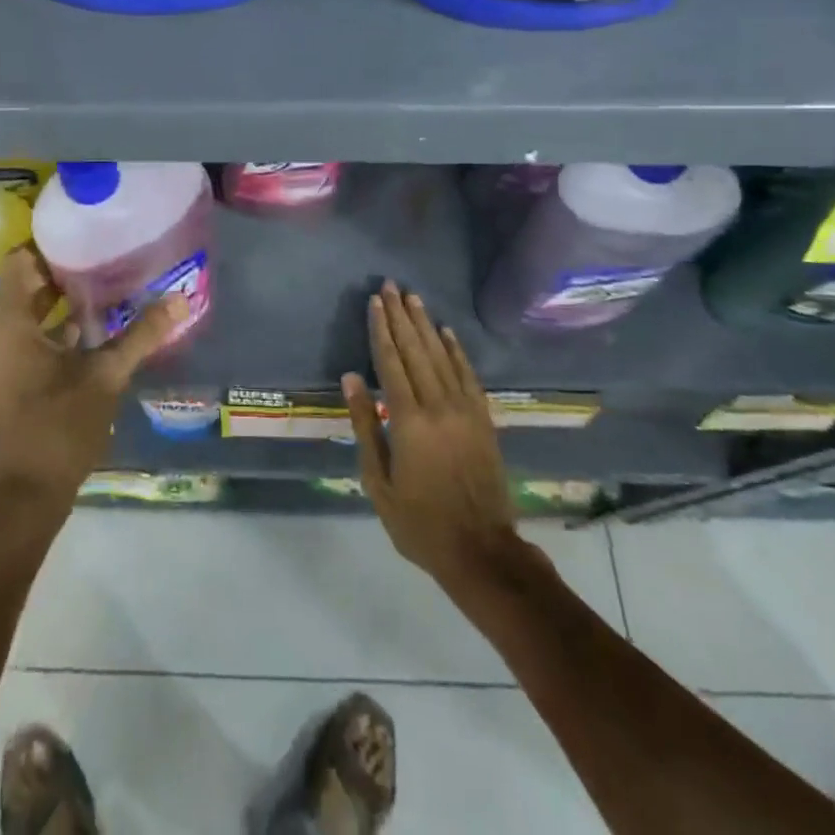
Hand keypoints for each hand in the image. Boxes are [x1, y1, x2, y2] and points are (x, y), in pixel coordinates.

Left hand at [0, 246, 188, 510]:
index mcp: (10, 324)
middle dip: (61, 268)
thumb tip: (181, 300)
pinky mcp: (10, 377)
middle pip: (24, 283)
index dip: (48, 242)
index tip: (84, 232)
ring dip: (60, 297)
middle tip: (103, 252)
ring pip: (28, 311)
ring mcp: (1, 358)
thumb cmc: (60, 426)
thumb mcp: (106, 375)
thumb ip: (141, 334)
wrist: (27, 493)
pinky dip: (55, 325)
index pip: (19, 260)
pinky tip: (94, 325)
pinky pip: (30, 335)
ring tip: (104, 281)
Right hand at [344, 282, 518, 586]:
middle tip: (391, 285)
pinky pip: (468, 375)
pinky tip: (447, 332)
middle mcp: (438, 406)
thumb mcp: (378, 481)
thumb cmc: (419, 521)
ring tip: (414, 298)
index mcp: (408, 421)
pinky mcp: (483, 419)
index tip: (375, 301)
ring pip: (442, 356)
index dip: (381, 329)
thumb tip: (351, 378)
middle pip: (416, 351)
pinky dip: (457, 351)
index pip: (391, 362)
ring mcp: (465, 411)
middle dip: (401, 316)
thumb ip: (365, 425)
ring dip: (426, 325)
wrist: (481, 549)